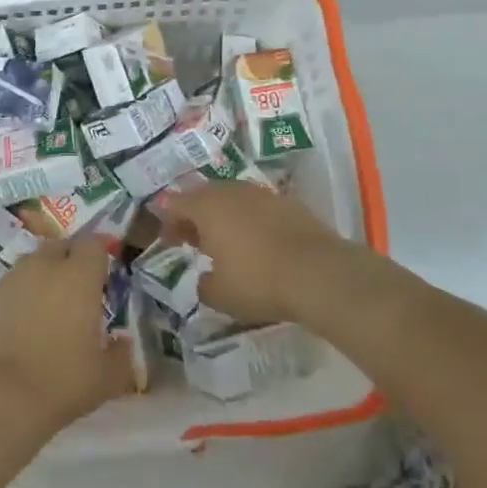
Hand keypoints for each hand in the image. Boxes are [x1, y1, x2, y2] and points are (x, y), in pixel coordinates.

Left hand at [0, 237, 133, 441]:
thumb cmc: (59, 383)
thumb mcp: (105, 379)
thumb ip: (120, 356)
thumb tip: (123, 344)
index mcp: (78, 276)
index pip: (93, 244)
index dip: (99, 256)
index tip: (103, 277)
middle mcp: (42, 267)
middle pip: (59, 247)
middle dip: (69, 262)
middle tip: (76, 294)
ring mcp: (7, 280)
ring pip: (29, 267)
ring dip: (40, 280)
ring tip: (44, 314)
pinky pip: (5, 290)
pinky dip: (14, 301)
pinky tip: (14, 331)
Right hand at [159, 182, 348, 327]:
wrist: (319, 274)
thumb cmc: (258, 282)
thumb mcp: (219, 295)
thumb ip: (204, 285)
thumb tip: (206, 278)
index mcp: (207, 207)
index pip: (175, 203)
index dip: (167, 221)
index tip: (169, 242)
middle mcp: (232, 192)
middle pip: (204, 195)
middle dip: (195, 215)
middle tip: (193, 240)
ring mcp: (263, 195)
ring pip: (233, 198)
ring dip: (224, 216)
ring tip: (226, 242)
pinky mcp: (289, 203)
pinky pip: (258, 207)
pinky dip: (251, 220)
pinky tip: (257, 242)